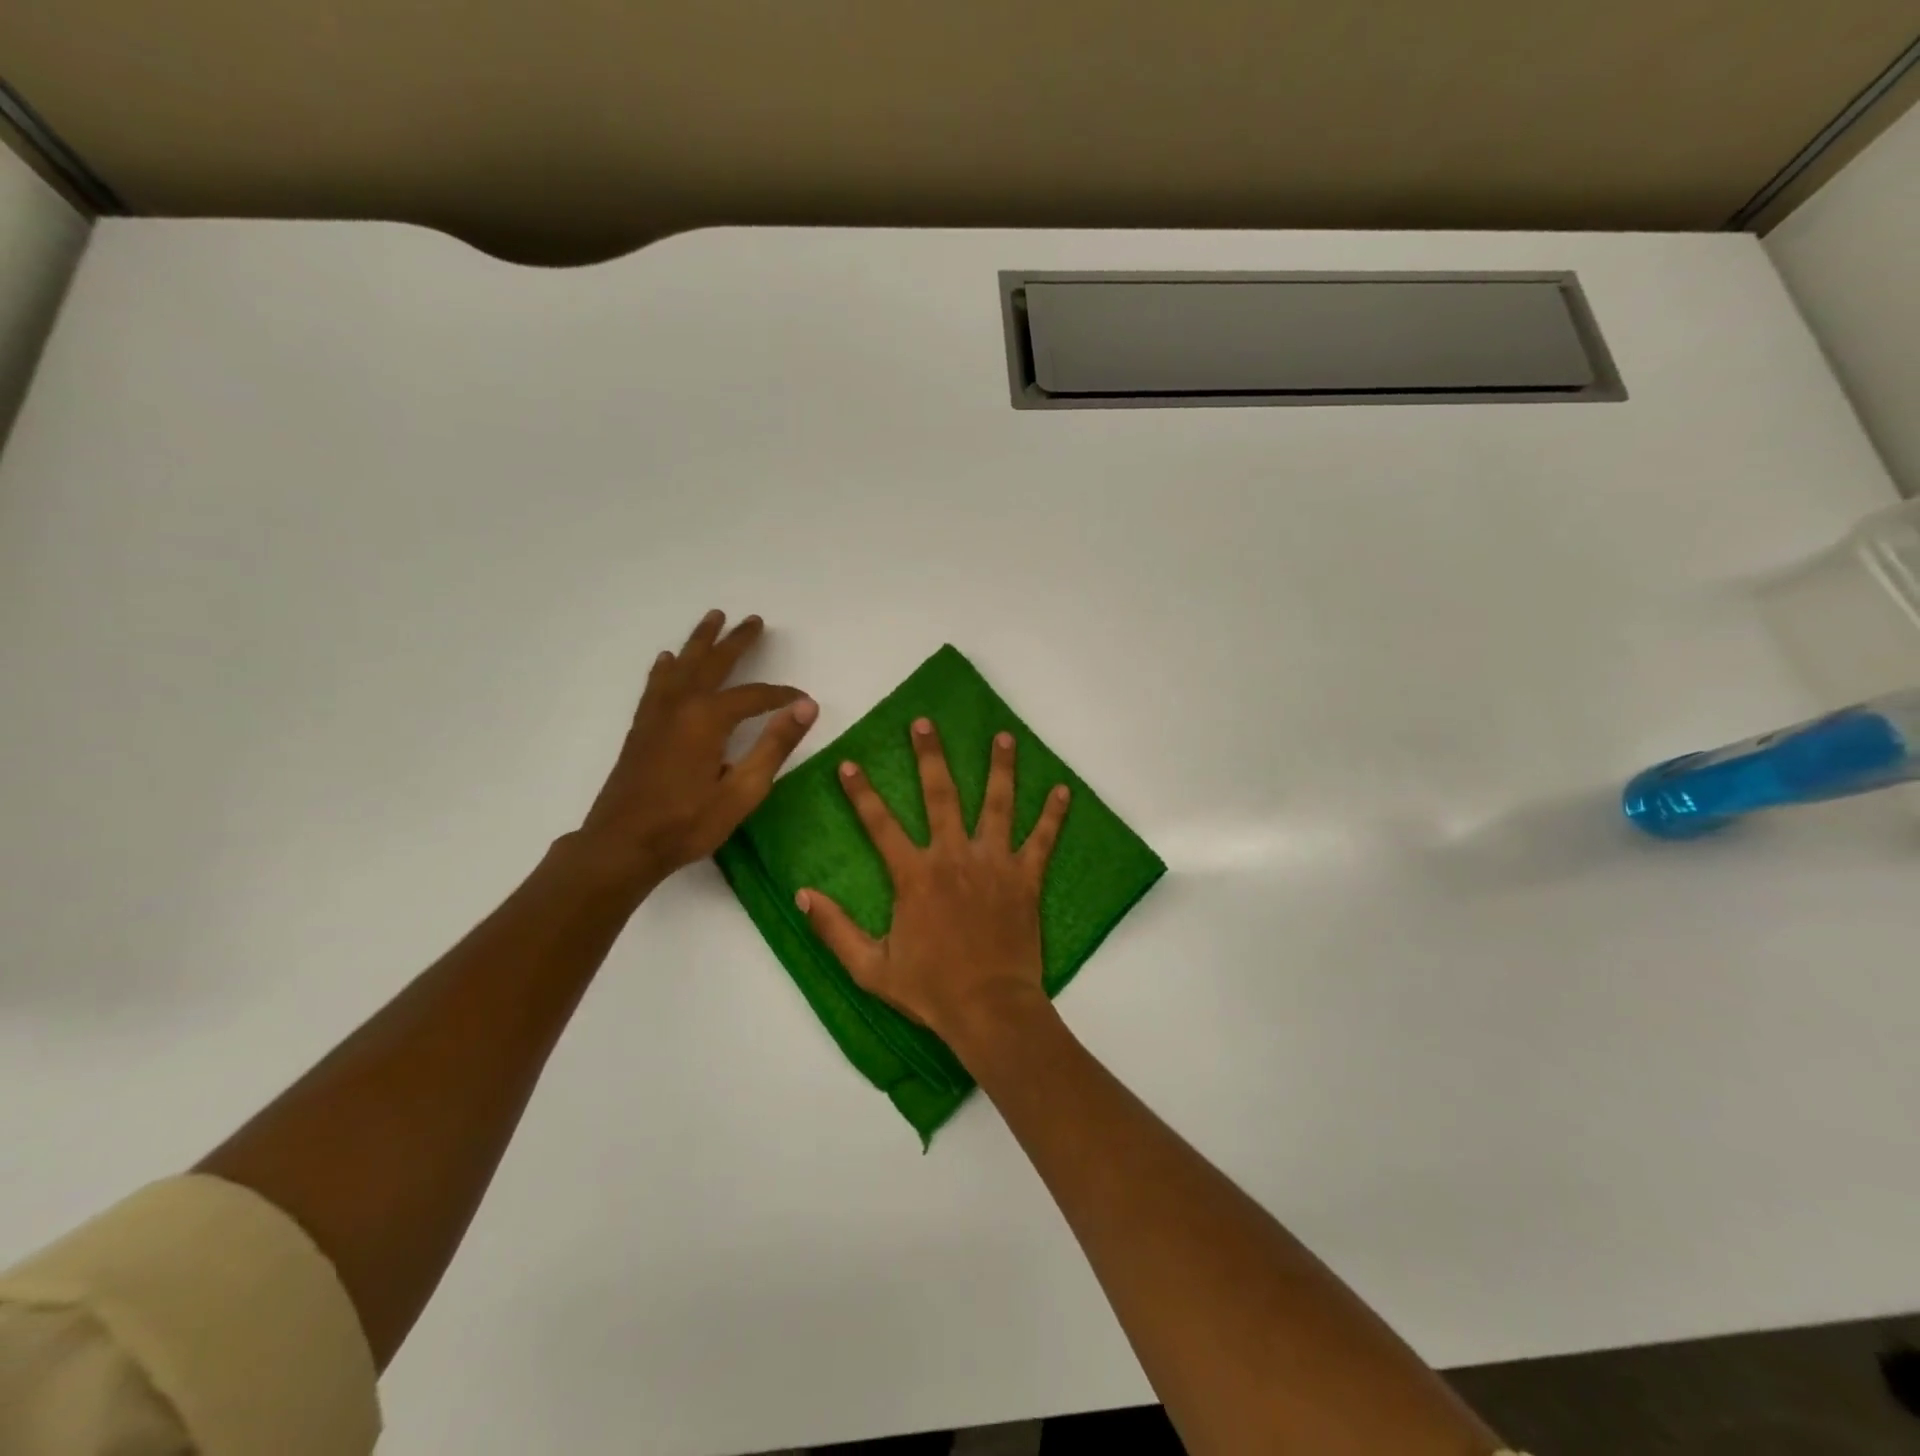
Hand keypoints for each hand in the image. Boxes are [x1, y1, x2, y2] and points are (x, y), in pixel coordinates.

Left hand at [575, 610, 816, 890]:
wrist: (622, 845)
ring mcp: (657, 714)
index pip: (754, 696)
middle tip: (754, 620)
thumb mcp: (743, 791)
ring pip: (682, 665)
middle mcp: (681, 706)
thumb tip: (806, 706)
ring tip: (713, 618)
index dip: (782, 695)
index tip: (804, 700)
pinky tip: (668, 659)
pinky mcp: (642, 728)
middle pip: (714, 664)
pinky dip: (667, 666)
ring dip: (700, 641)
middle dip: (737, 642)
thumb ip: (775, 745)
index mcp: (708, 719)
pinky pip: (657, 683)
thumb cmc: (688, 823)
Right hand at [797, 718, 1070, 1053]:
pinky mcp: (1026, 879)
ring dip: (999, 768)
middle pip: (941, 795)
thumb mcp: (870, 968)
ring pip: (997, 804)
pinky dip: (1053, 814)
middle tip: (924, 722)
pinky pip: (1043, 840)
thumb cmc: (930, 990)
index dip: (861, 793)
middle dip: (930, 756)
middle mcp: (954, 857)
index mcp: (914, 876)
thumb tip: (803, 895)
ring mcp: (994, 864)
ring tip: (1003, 736)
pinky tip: (1063, 789)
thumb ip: (835, 929)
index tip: (849, 763)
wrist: (989, 1010)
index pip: (880, 824)